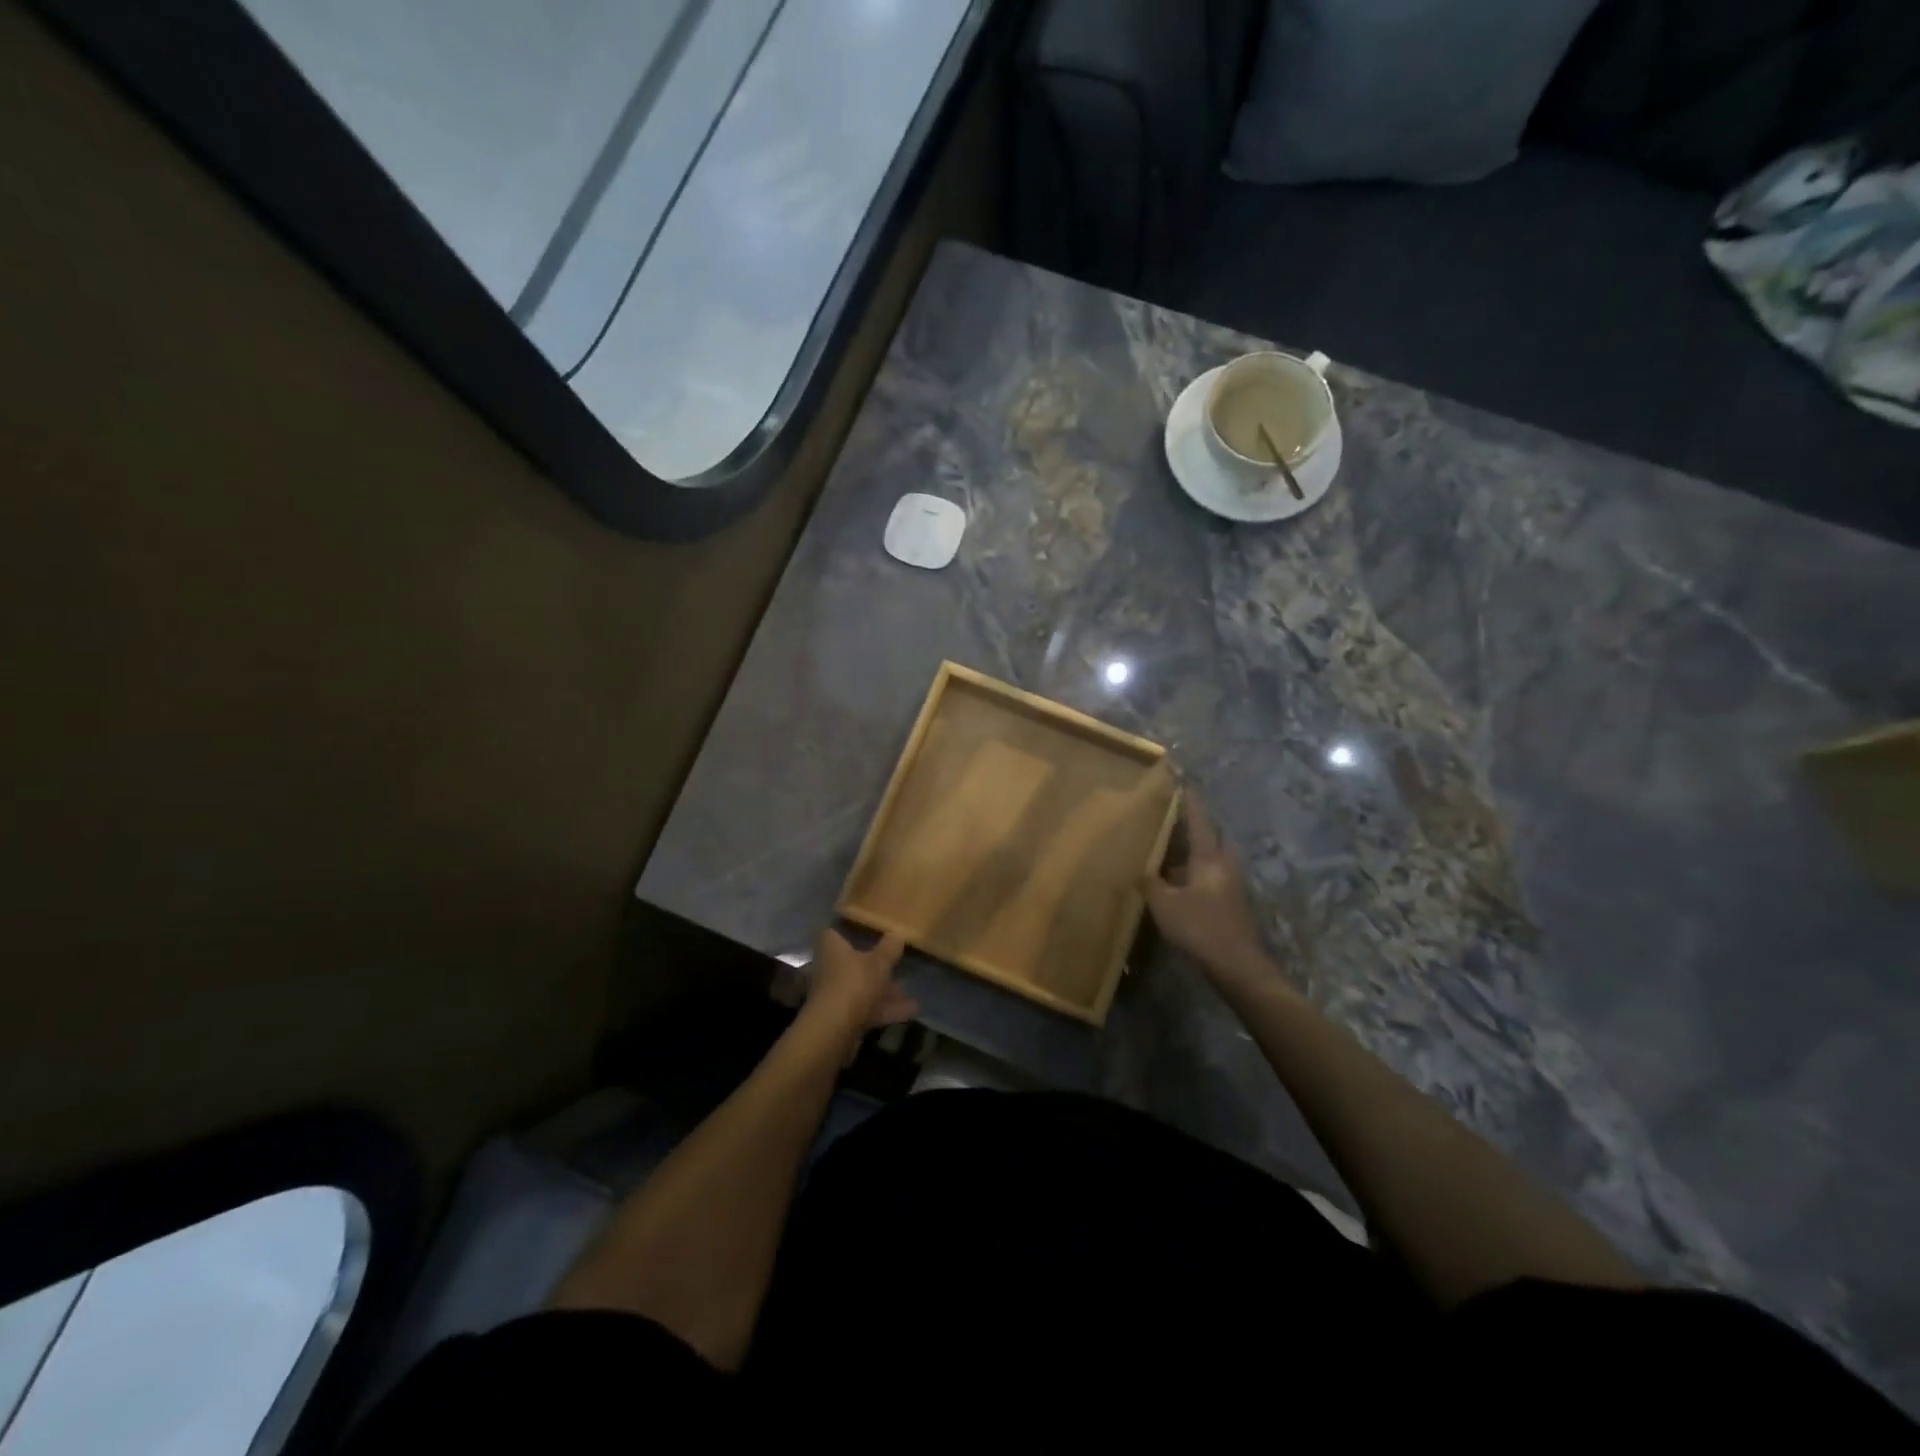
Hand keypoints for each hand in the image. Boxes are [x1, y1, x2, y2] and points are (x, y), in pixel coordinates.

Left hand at [806, 928, 917, 1033]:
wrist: (835, 1029)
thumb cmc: (854, 982)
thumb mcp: (879, 962)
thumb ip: (889, 948)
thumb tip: (896, 934)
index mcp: (831, 948)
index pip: (833, 934)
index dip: (847, 931)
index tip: (866, 931)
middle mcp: (828, 969)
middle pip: (851, 964)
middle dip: (874, 967)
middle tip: (895, 966)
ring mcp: (834, 995)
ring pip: (861, 989)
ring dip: (883, 992)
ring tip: (907, 992)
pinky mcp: (841, 1018)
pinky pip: (866, 1009)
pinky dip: (885, 1010)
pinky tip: (911, 1011)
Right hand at [1142, 794, 1271, 988]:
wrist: (1238, 965)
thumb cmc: (1200, 927)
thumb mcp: (1165, 905)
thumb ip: (1151, 884)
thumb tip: (1142, 871)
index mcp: (1209, 858)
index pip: (1199, 821)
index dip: (1190, 802)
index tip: (1185, 782)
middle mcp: (1225, 865)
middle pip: (1215, 837)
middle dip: (1200, 827)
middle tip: (1178, 822)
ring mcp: (1233, 885)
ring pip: (1215, 859)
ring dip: (1198, 854)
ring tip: (1173, 855)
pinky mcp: (1234, 903)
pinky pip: (1215, 877)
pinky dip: (1199, 874)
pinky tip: (1181, 885)